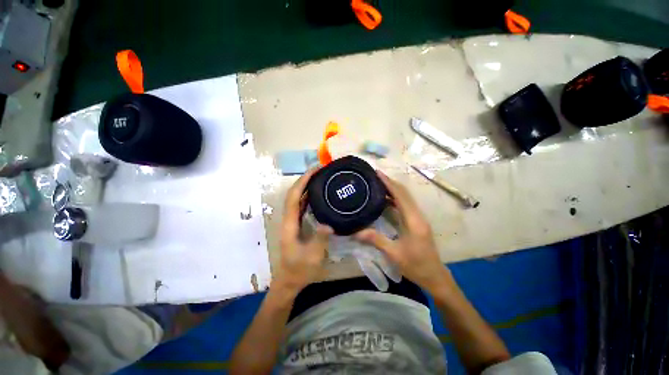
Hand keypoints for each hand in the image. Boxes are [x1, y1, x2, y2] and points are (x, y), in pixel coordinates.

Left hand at [274, 168, 332, 293]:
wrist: (289, 280)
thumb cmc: (299, 270)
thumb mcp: (311, 257)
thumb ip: (319, 240)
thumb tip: (328, 224)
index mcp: (289, 223)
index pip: (293, 196)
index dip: (302, 181)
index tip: (315, 170)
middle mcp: (289, 218)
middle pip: (294, 193)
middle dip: (305, 179)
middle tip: (321, 170)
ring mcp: (293, 221)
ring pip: (297, 198)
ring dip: (307, 185)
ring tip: (321, 177)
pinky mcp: (297, 224)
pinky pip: (302, 205)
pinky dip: (309, 195)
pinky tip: (319, 193)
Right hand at [355, 171, 449, 292]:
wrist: (435, 277)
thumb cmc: (416, 266)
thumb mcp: (394, 254)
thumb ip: (375, 240)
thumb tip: (355, 232)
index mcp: (413, 220)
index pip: (400, 195)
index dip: (389, 183)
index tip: (378, 173)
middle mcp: (418, 215)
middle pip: (405, 193)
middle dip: (390, 182)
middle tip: (375, 176)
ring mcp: (419, 218)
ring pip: (406, 198)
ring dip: (394, 189)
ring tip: (378, 184)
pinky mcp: (417, 222)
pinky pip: (406, 205)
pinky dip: (396, 198)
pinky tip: (386, 200)